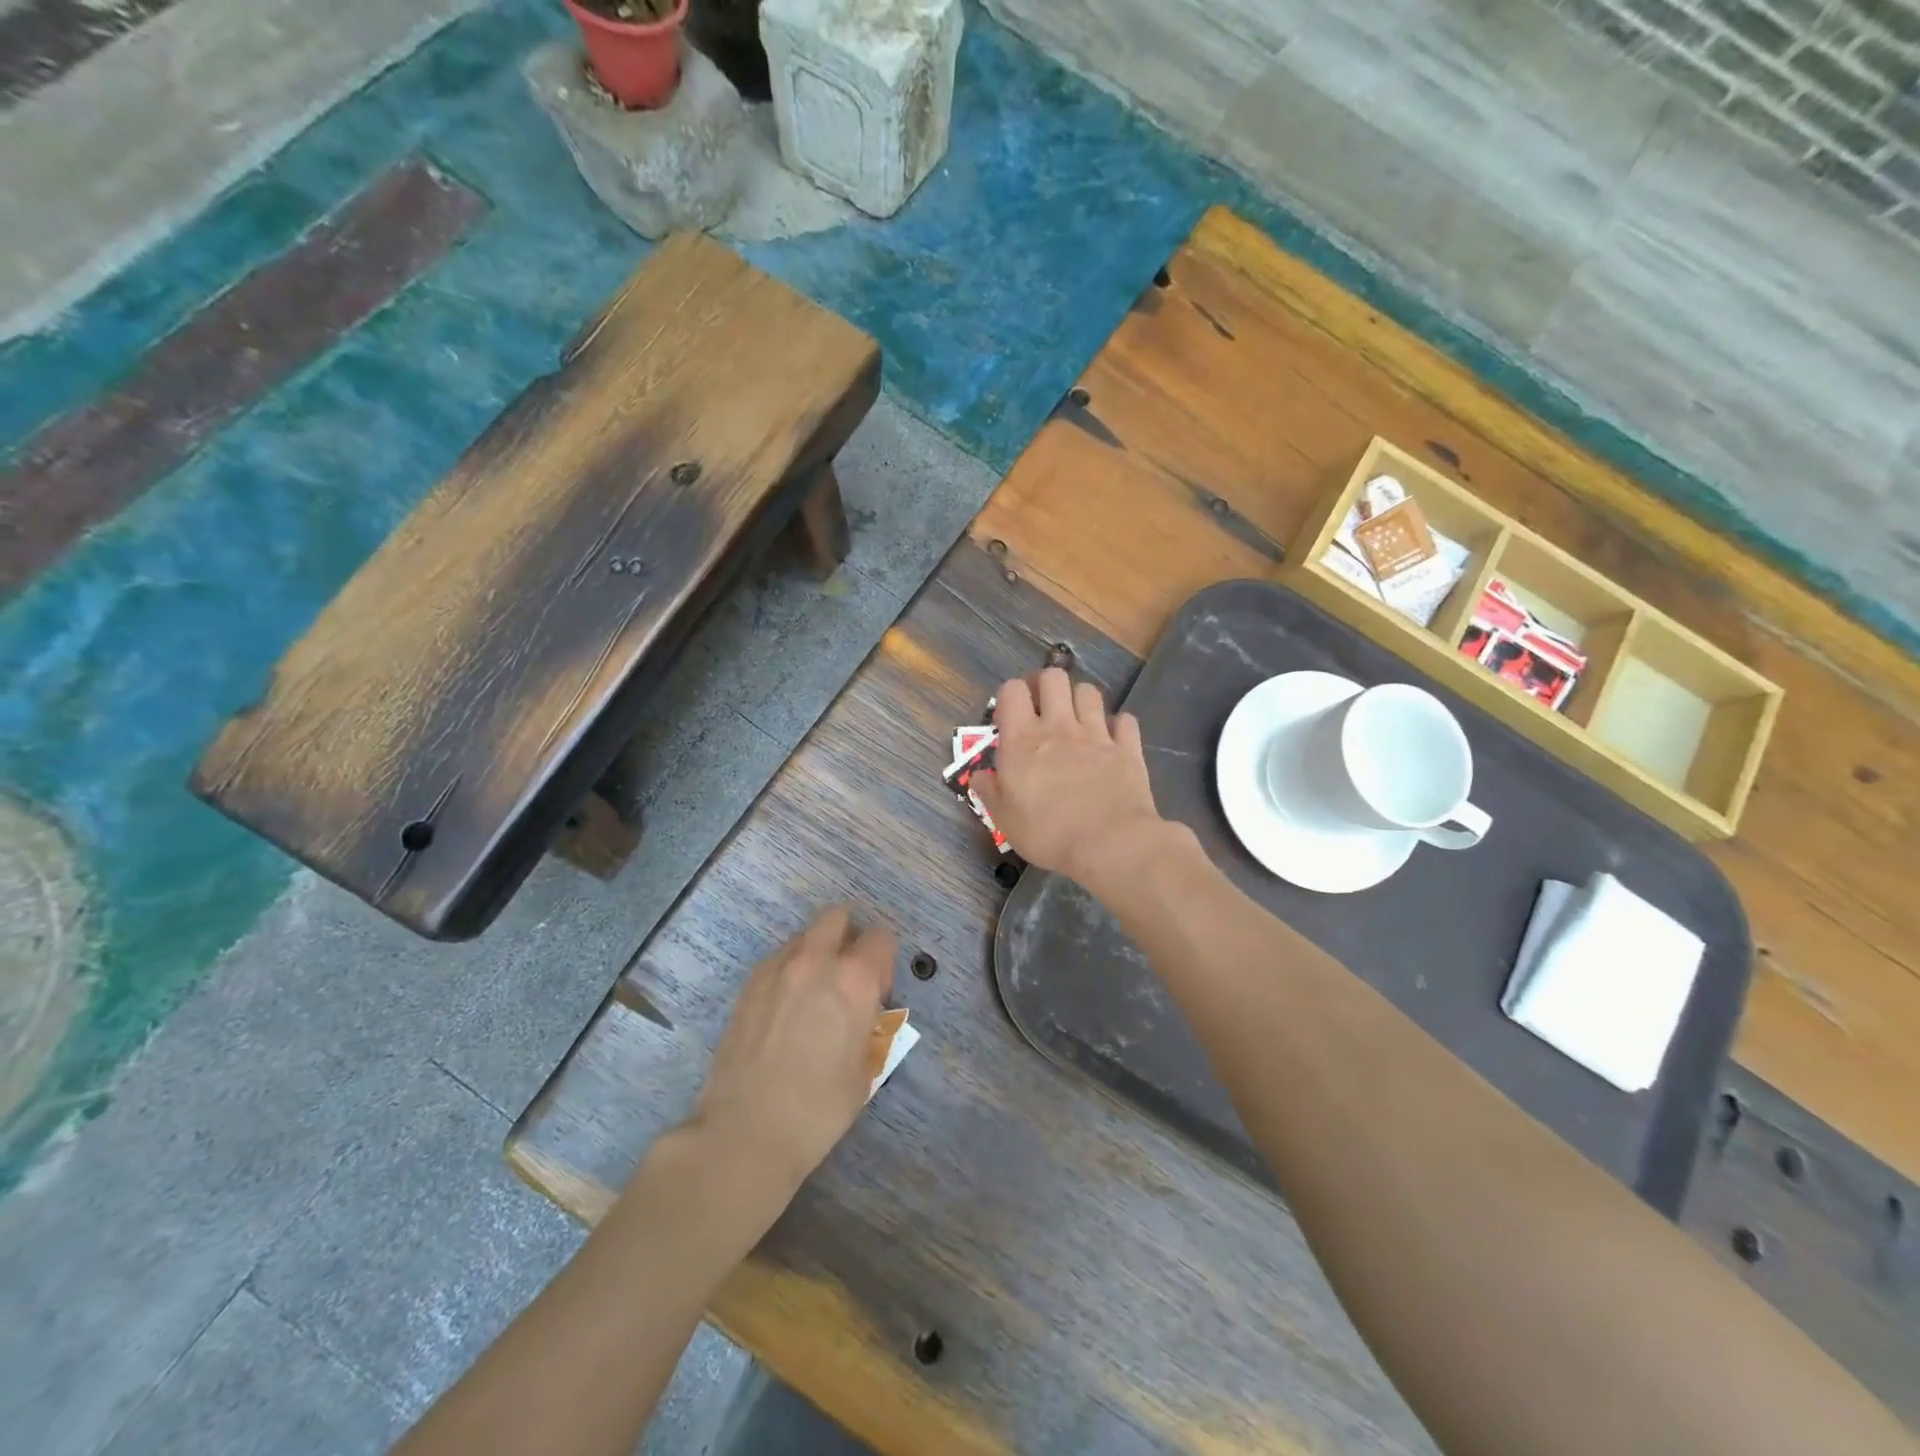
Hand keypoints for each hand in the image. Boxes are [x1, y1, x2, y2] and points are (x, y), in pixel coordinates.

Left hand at [687, 906, 896, 1200]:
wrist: (746, 1131)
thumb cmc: (819, 1108)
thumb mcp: (865, 1068)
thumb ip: (868, 1025)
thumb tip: (860, 1013)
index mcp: (854, 979)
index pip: (881, 937)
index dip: (884, 959)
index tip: (879, 987)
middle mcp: (816, 960)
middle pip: (837, 917)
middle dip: (849, 936)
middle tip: (848, 975)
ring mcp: (777, 968)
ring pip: (804, 936)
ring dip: (817, 951)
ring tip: (813, 993)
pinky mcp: (748, 984)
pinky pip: (777, 959)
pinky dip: (789, 969)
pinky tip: (785, 1007)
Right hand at [971, 667, 1175, 889]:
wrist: (1110, 843)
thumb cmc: (1048, 834)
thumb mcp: (1005, 820)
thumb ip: (990, 791)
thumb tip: (979, 774)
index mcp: (1023, 740)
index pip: (1012, 690)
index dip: (1010, 696)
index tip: (1009, 719)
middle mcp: (1059, 727)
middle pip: (1053, 677)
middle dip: (1045, 685)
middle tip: (1042, 708)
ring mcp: (1097, 734)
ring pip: (1089, 691)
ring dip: (1080, 700)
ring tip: (1076, 720)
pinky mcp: (1127, 748)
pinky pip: (1125, 720)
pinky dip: (1118, 725)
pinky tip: (1112, 739)